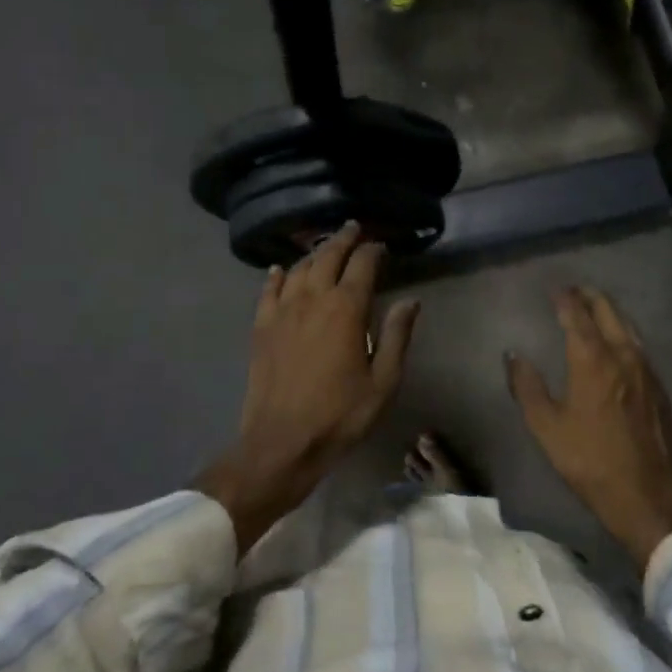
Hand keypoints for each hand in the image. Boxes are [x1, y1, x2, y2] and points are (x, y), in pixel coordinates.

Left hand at [199, 223, 419, 552]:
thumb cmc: (340, 414)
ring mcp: (282, 311)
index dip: (373, 250)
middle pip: (328, 256)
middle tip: (353, 229)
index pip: (362, 264)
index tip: (381, 246)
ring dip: (314, 253)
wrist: (281, 443)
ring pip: (299, 268)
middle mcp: (312, 299)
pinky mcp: (261, 327)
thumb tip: (410, 300)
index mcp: (346, 309)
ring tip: (325, 247)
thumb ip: (397, 336)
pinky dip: (277, 276)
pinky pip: (268, 290)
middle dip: (343, 239)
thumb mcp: (383, 381)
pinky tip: (279, 271)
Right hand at [507, 287, 671, 573]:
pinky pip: (639, 344)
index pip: (577, 315)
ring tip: (594, 308)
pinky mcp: (658, 386)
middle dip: (590, 296)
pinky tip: (618, 342)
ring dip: (609, 311)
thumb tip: (513, 355)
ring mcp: (646, 369)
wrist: (648, 495)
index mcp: (592, 360)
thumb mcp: (547, 428)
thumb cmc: (590, 461)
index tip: (554, 289)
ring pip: (628, 325)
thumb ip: (527, 387)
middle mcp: (622, 354)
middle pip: (608, 311)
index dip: (564, 298)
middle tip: (574, 291)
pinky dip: (624, 331)